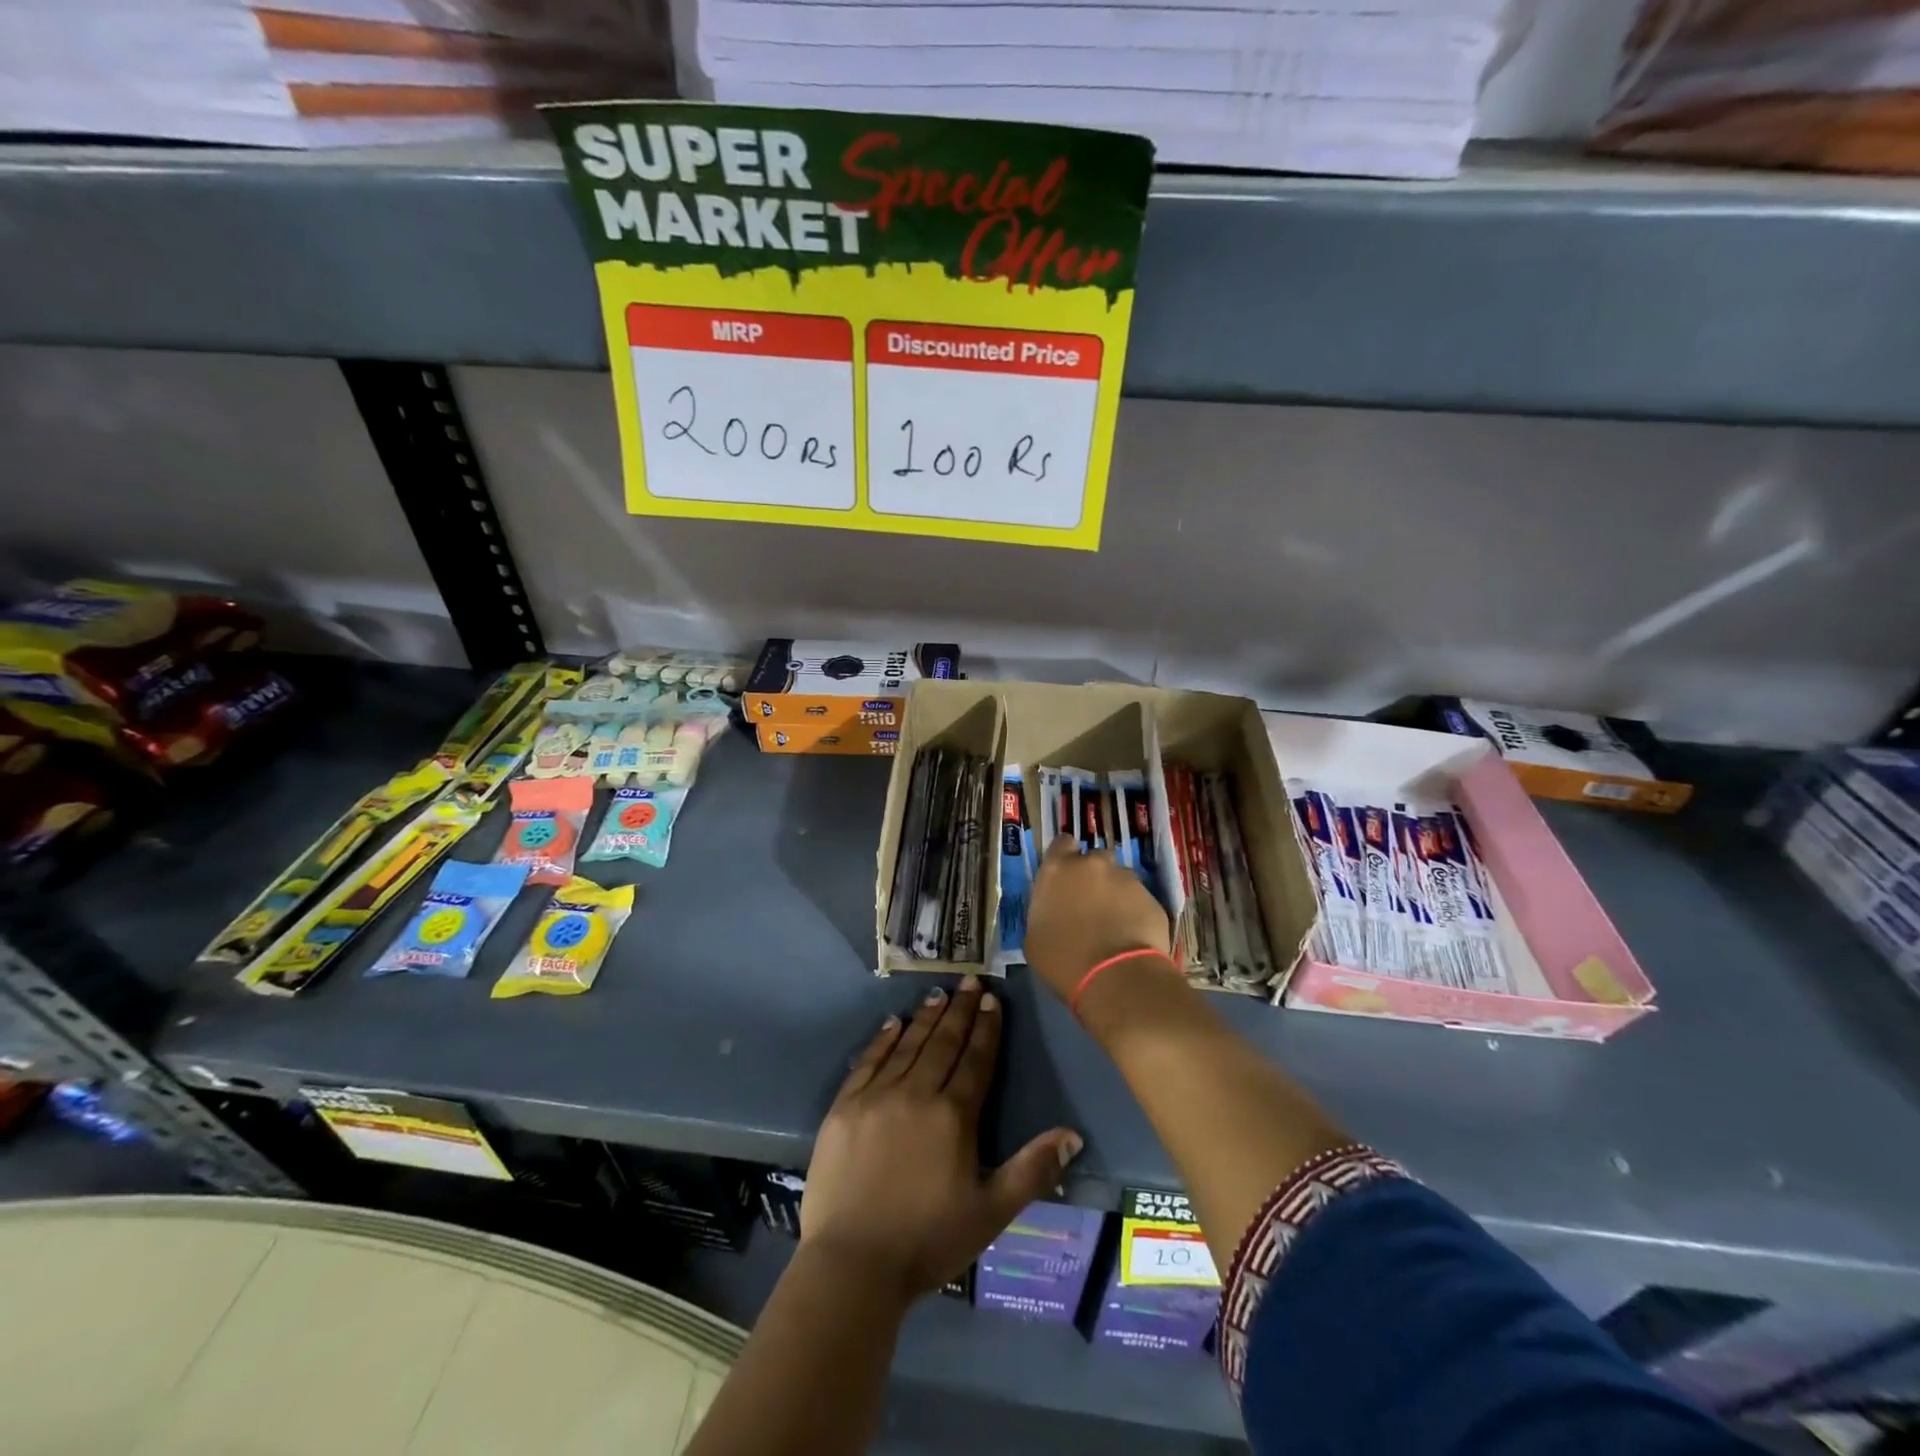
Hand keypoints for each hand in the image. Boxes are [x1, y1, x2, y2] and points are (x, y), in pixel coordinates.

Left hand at [803, 977, 1082, 1301]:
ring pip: (907, 1045)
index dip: (986, 1028)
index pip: (975, 1060)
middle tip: (969, 980)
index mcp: (953, 1116)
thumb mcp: (990, 1213)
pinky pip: (867, 1062)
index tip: (991, 998)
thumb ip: (1031, 1170)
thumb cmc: (927, 1241)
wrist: (851, 1265)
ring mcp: (876, 1097)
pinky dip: (883, 1039)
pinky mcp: (844, 1107)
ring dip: (925, 1017)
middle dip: (959, 1010)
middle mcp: (916, 1093)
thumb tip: (1072, 1134)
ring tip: (939, 992)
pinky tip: (892, 1023)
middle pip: (943, 1043)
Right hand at [1024, 839, 1171, 1004]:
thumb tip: (1053, 911)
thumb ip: (1044, 910)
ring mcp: (1126, 879)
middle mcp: (1093, 864)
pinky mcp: (1151, 898)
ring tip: (1113, 922)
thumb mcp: (1034, 937)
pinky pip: (1139, 899)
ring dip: (1115, 893)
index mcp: (1057, 869)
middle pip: (1093, 859)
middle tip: (1089, 903)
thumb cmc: (1064, 960)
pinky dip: (1134, 911)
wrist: (1116, 978)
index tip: (1064, 878)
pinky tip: (1131, 935)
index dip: (1064, 858)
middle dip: (1092, 876)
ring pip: (1119, 878)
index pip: (1061, 844)